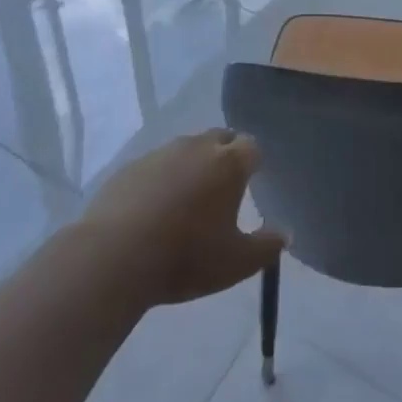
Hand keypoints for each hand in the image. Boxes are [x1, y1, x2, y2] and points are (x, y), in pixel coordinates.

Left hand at [79, 129, 285, 307]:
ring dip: (194, 164)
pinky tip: (155, 206)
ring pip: (187, 148)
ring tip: (189, 196)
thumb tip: (286, 233)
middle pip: (220, 138)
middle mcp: (197, 147)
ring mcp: (162, 153)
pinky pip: (157, 164)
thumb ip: (266, 247)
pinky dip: (163, 177)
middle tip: (225, 184)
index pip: (251, 146)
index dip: (254, 160)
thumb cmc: (186, 256)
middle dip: (226, 154)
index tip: (254, 178)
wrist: (115, 255)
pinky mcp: (132, 166)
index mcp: (228, 163)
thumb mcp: (235, 263)